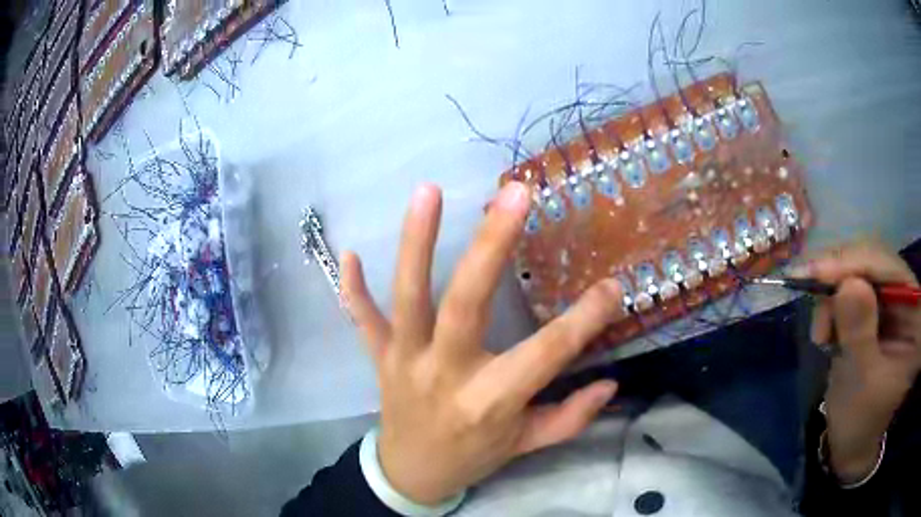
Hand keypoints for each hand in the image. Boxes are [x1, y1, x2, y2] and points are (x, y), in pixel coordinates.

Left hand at [340, 182, 622, 504]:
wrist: (411, 474)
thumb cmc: (473, 457)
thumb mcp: (526, 445)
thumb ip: (570, 417)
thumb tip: (611, 384)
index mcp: (490, 402)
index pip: (545, 354)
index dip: (583, 320)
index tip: (612, 285)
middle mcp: (445, 375)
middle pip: (465, 304)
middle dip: (491, 246)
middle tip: (514, 194)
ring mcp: (404, 361)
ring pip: (408, 297)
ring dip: (417, 242)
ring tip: (430, 190)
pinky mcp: (379, 357)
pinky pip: (362, 320)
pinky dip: (353, 288)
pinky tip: (349, 252)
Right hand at [800, 241, 920, 481]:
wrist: (853, 440)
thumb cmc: (859, 422)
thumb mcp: (860, 383)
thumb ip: (859, 333)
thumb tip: (848, 283)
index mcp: (915, 317)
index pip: (890, 270)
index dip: (856, 264)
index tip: (817, 273)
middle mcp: (908, 296)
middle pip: (875, 260)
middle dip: (841, 275)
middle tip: (808, 292)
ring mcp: (894, 299)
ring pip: (862, 268)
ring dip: (834, 292)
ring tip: (821, 332)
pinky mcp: (879, 305)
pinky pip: (853, 283)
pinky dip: (834, 301)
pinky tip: (826, 328)